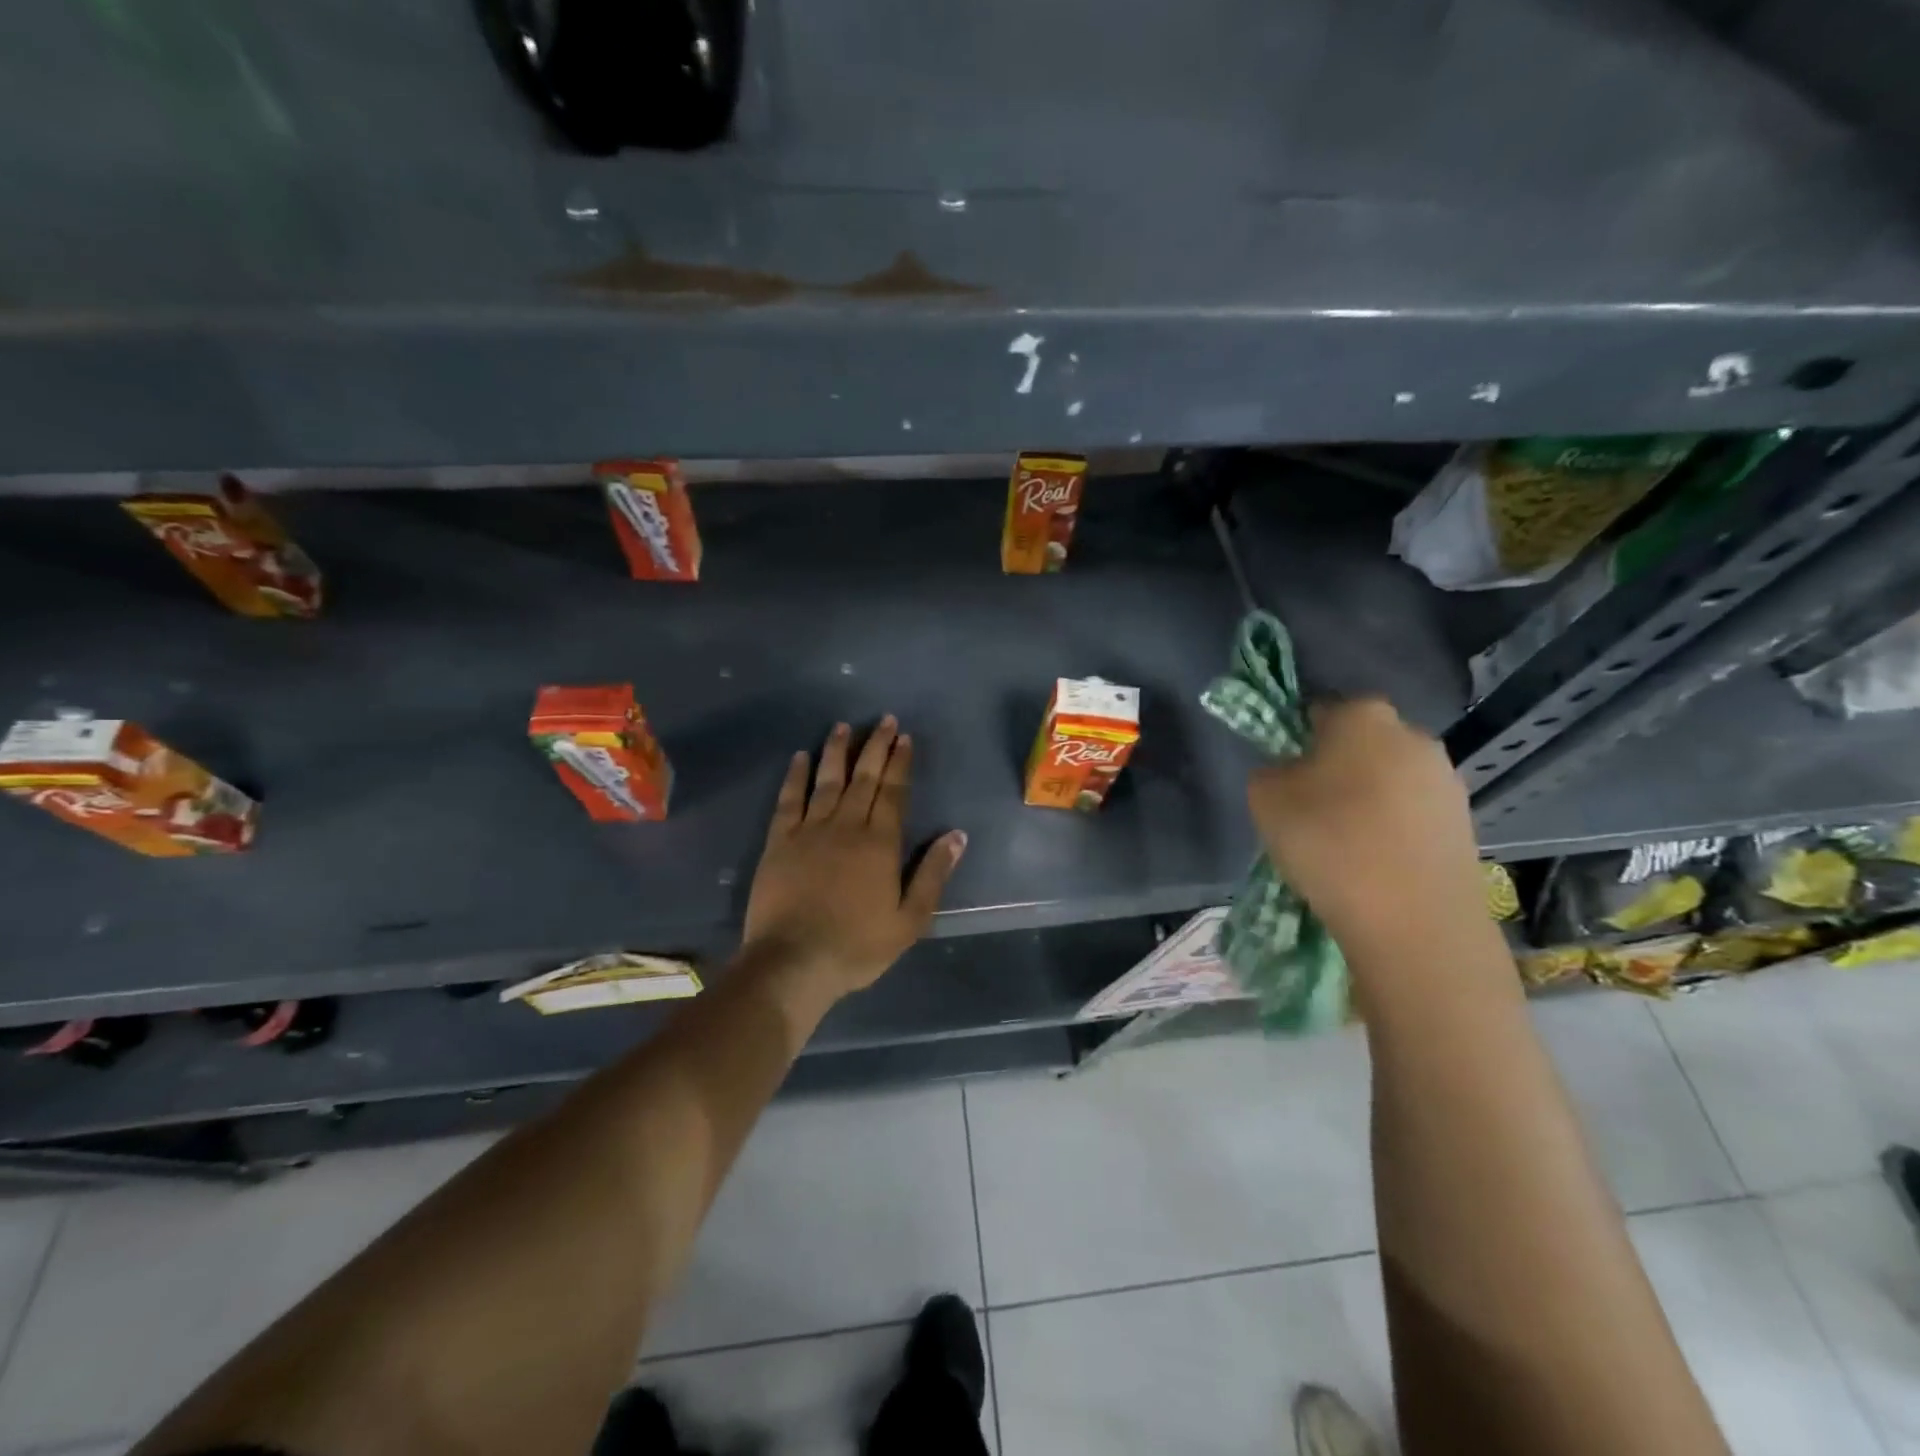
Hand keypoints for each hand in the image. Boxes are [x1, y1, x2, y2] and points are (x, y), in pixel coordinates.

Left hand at [741, 717, 967, 998]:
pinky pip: (788, 800)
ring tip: (844, 726)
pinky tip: (800, 757)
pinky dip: (795, 776)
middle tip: (884, 720)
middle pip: (864, 778)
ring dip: (837, 751)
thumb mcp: (910, 920)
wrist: (793, 962)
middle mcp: (846, 826)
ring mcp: (809, 831)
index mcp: (880, 844)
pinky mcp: (779, 842)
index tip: (905, 738)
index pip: (894, 793)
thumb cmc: (857, 946)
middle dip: (876, 747)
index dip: (900, 763)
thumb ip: (933, 874)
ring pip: (827, 780)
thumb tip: (956, 836)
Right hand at [1247, 698, 1492, 965]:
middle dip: (1339, 768)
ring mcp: (1447, 780)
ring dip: (1369, 801)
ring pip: (1391, 780)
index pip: (1320, 712)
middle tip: (1311, 810)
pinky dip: (1393, 830)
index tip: (1286, 777)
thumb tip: (1291, 774)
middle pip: (1362, 744)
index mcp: (1363, 714)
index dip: (1298, 741)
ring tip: (1344, 845)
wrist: (1412, 919)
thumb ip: (1272, 771)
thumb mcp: (1264, 797)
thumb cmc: (1327, 841)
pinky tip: (1375, 865)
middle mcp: (1413, 734)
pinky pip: (1413, 816)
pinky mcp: (1466, 823)